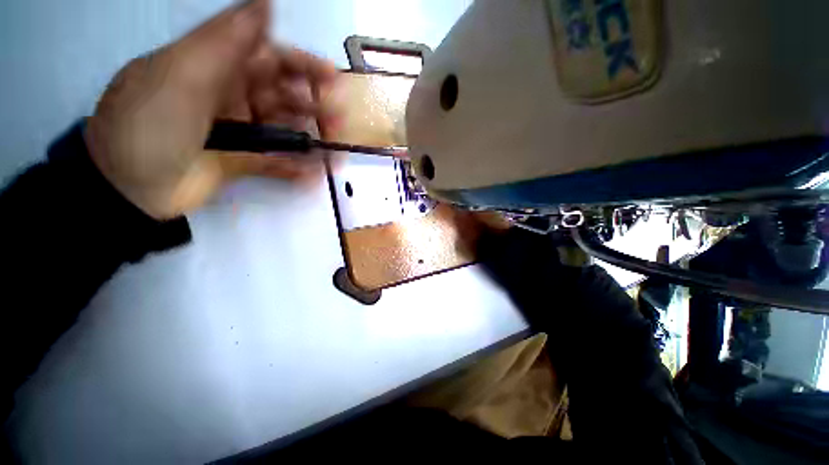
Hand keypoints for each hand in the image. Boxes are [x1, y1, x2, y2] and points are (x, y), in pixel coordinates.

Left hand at [85, 0, 343, 218]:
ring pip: (285, 131)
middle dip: (313, 107)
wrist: (128, 189)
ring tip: (334, 153)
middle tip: (338, 121)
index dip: (302, 65)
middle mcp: (231, 97)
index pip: (269, 58)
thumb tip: (266, 1)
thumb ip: (225, 40)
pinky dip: (297, 169)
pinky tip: (313, 176)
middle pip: (283, 97)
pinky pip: (277, 163)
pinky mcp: (242, 162)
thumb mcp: (181, 73)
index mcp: (216, 69)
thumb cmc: (150, 124)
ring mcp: (239, 133)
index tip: (332, 77)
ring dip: (312, 140)